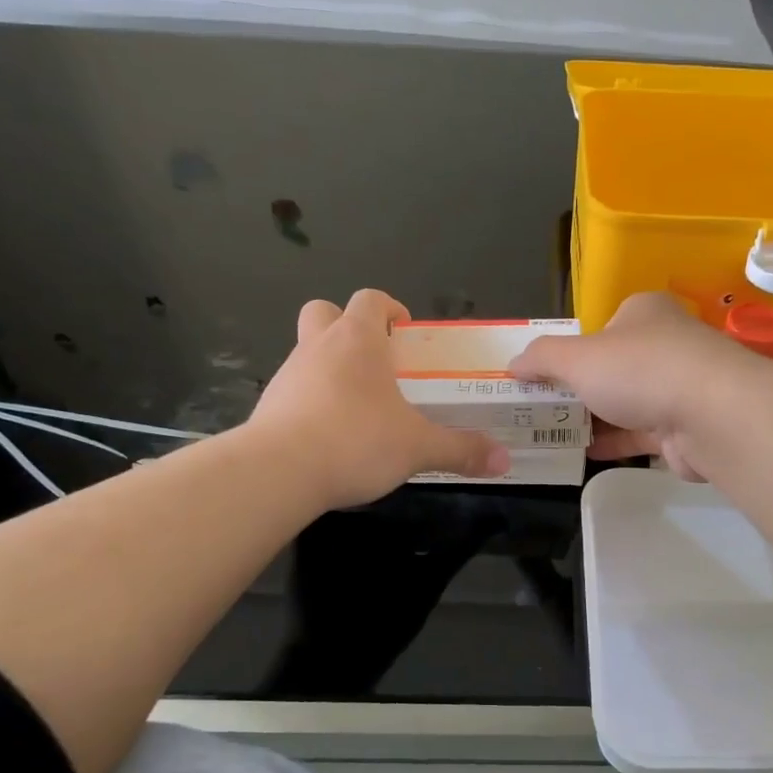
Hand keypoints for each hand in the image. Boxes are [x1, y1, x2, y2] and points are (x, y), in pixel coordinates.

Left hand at [250, 290, 509, 508]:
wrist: (278, 472)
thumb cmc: (356, 441)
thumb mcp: (418, 447)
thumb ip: (461, 450)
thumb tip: (503, 460)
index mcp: (358, 341)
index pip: (370, 300)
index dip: (389, 308)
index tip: (405, 331)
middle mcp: (318, 347)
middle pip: (325, 312)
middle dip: (347, 327)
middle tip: (374, 360)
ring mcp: (288, 375)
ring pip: (307, 353)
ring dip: (329, 367)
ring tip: (358, 408)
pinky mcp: (268, 406)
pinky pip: (293, 391)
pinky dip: (311, 402)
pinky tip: (330, 436)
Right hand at [510, 292, 764, 480]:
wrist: (712, 415)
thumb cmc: (640, 370)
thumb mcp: (577, 357)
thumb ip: (542, 358)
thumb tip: (513, 364)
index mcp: (643, 313)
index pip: (602, 327)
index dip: (571, 350)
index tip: (543, 375)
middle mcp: (666, 343)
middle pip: (613, 366)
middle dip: (579, 388)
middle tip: (542, 409)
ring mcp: (680, 386)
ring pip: (627, 402)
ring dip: (594, 418)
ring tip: (553, 434)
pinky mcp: (686, 426)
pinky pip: (641, 433)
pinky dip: (614, 442)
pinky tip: (584, 453)